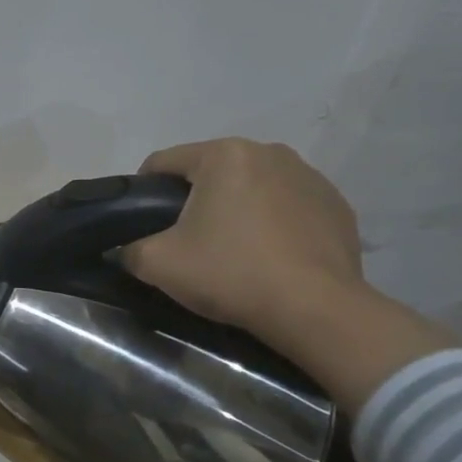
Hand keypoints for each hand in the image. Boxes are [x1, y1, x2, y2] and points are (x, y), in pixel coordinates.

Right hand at [124, 138, 451, 407]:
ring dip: (236, 209)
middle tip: (186, 242)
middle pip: (211, 172)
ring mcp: (311, 177)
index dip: (143, 192)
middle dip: (194, 200)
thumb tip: (124, 248)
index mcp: (223, 155)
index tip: (142, 225)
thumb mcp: (158, 264)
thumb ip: (129, 249)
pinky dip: (274, 224)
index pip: (163, 162)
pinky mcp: (337, 206)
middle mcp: (269, 152)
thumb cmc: (231, 274)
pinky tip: (270, 257)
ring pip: (252, 187)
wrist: (316, 310)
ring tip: (232, 251)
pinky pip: (289, 206)